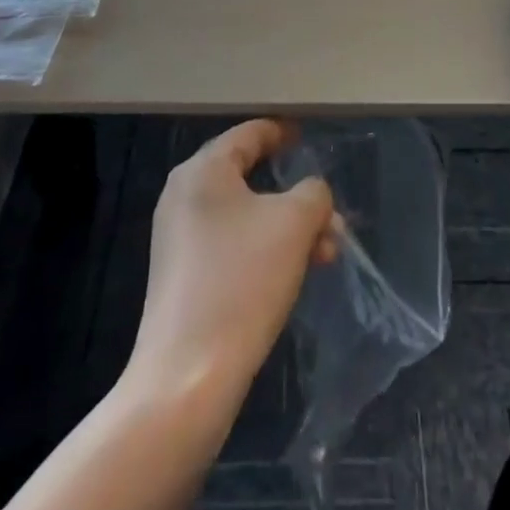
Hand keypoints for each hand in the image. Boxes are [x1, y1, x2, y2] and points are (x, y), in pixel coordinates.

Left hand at [129, 120, 337, 403]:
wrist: (187, 378)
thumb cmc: (242, 281)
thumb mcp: (294, 224)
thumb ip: (313, 194)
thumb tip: (312, 194)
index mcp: (204, 169)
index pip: (249, 134)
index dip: (282, 132)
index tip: (306, 136)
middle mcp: (184, 194)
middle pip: (249, 177)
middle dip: (296, 197)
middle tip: (330, 216)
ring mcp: (178, 237)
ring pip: (245, 216)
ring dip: (287, 228)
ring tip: (326, 254)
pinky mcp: (181, 276)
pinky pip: (231, 245)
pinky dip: (264, 249)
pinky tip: (294, 275)